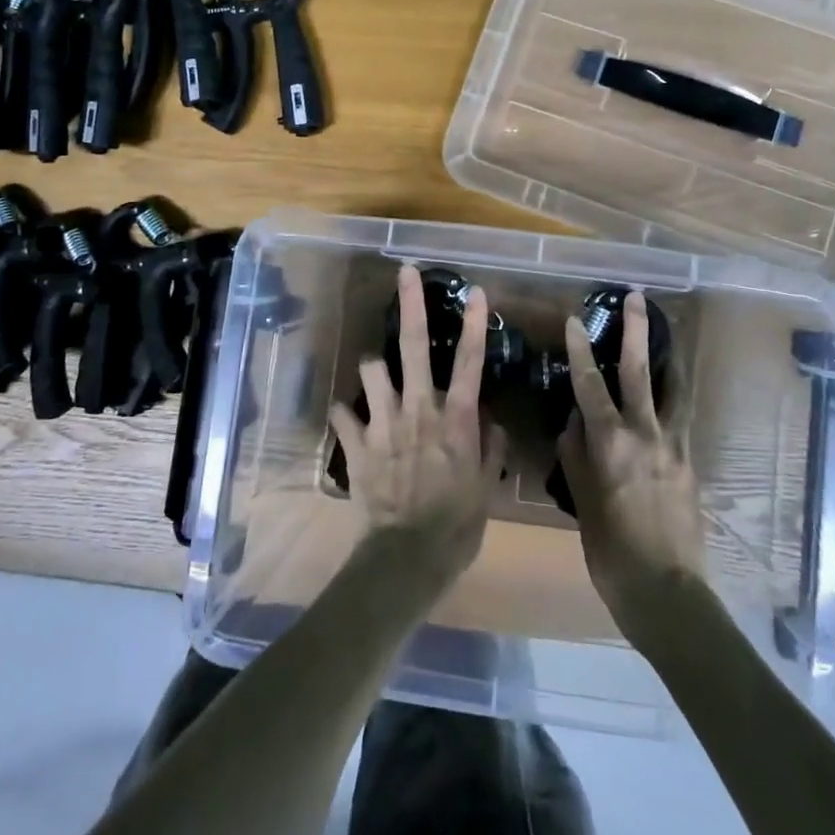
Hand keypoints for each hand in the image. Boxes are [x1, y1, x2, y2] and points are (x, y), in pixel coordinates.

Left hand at [329, 264, 506, 585]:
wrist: (407, 559)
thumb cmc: (457, 525)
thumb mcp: (486, 487)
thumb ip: (491, 448)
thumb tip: (490, 421)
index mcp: (455, 419)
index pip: (469, 362)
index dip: (473, 324)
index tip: (475, 292)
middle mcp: (418, 409)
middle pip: (413, 346)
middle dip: (409, 305)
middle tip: (405, 274)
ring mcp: (383, 424)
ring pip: (371, 370)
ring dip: (374, 368)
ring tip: (378, 376)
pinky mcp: (357, 444)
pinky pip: (343, 414)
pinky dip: (346, 414)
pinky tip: (349, 419)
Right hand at [557, 291, 705, 645]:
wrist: (668, 593)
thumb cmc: (612, 553)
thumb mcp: (582, 504)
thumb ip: (576, 456)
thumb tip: (572, 421)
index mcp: (611, 443)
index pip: (590, 385)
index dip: (580, 350)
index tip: (574, 320)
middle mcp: (645, 434)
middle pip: (639, 372)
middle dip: (635, 332)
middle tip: (636, 298)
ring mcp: (674, 447)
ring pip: (673, 389)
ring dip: (667, 357)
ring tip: (669, 333)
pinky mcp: (691, 463)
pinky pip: (684, 418)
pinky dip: (678, 396)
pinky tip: (674, 391)